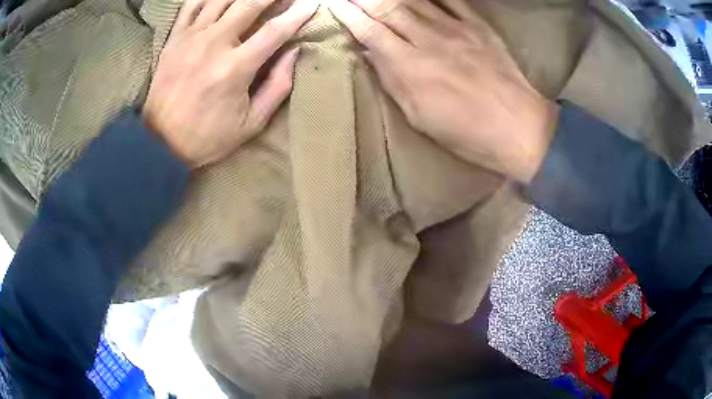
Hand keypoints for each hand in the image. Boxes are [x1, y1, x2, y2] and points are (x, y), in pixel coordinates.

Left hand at [144, 0, 317, 167]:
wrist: (159, 144)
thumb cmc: (207, 137)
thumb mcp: (251, 123)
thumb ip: (277, 86)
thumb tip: (293, 52)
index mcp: (235, 68)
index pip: (275, 30)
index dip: (297, 15)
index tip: (311, 5)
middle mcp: (214, 44)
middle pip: (250, 4)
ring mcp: (191, 38)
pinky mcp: (174, 39)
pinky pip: (192, 5)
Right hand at [329, 0, 558, 182]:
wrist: (518, 127)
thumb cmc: (466, 132)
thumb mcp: (420, 116)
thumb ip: (393, 80)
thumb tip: (371, 53)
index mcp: (411, 67)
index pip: (370, 31)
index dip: (349, 15)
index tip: (334, 4)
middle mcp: (429, 40)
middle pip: (388, 9)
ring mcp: (456, 29)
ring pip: (415, 1)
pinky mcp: (478, 26)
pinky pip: (451, 0)